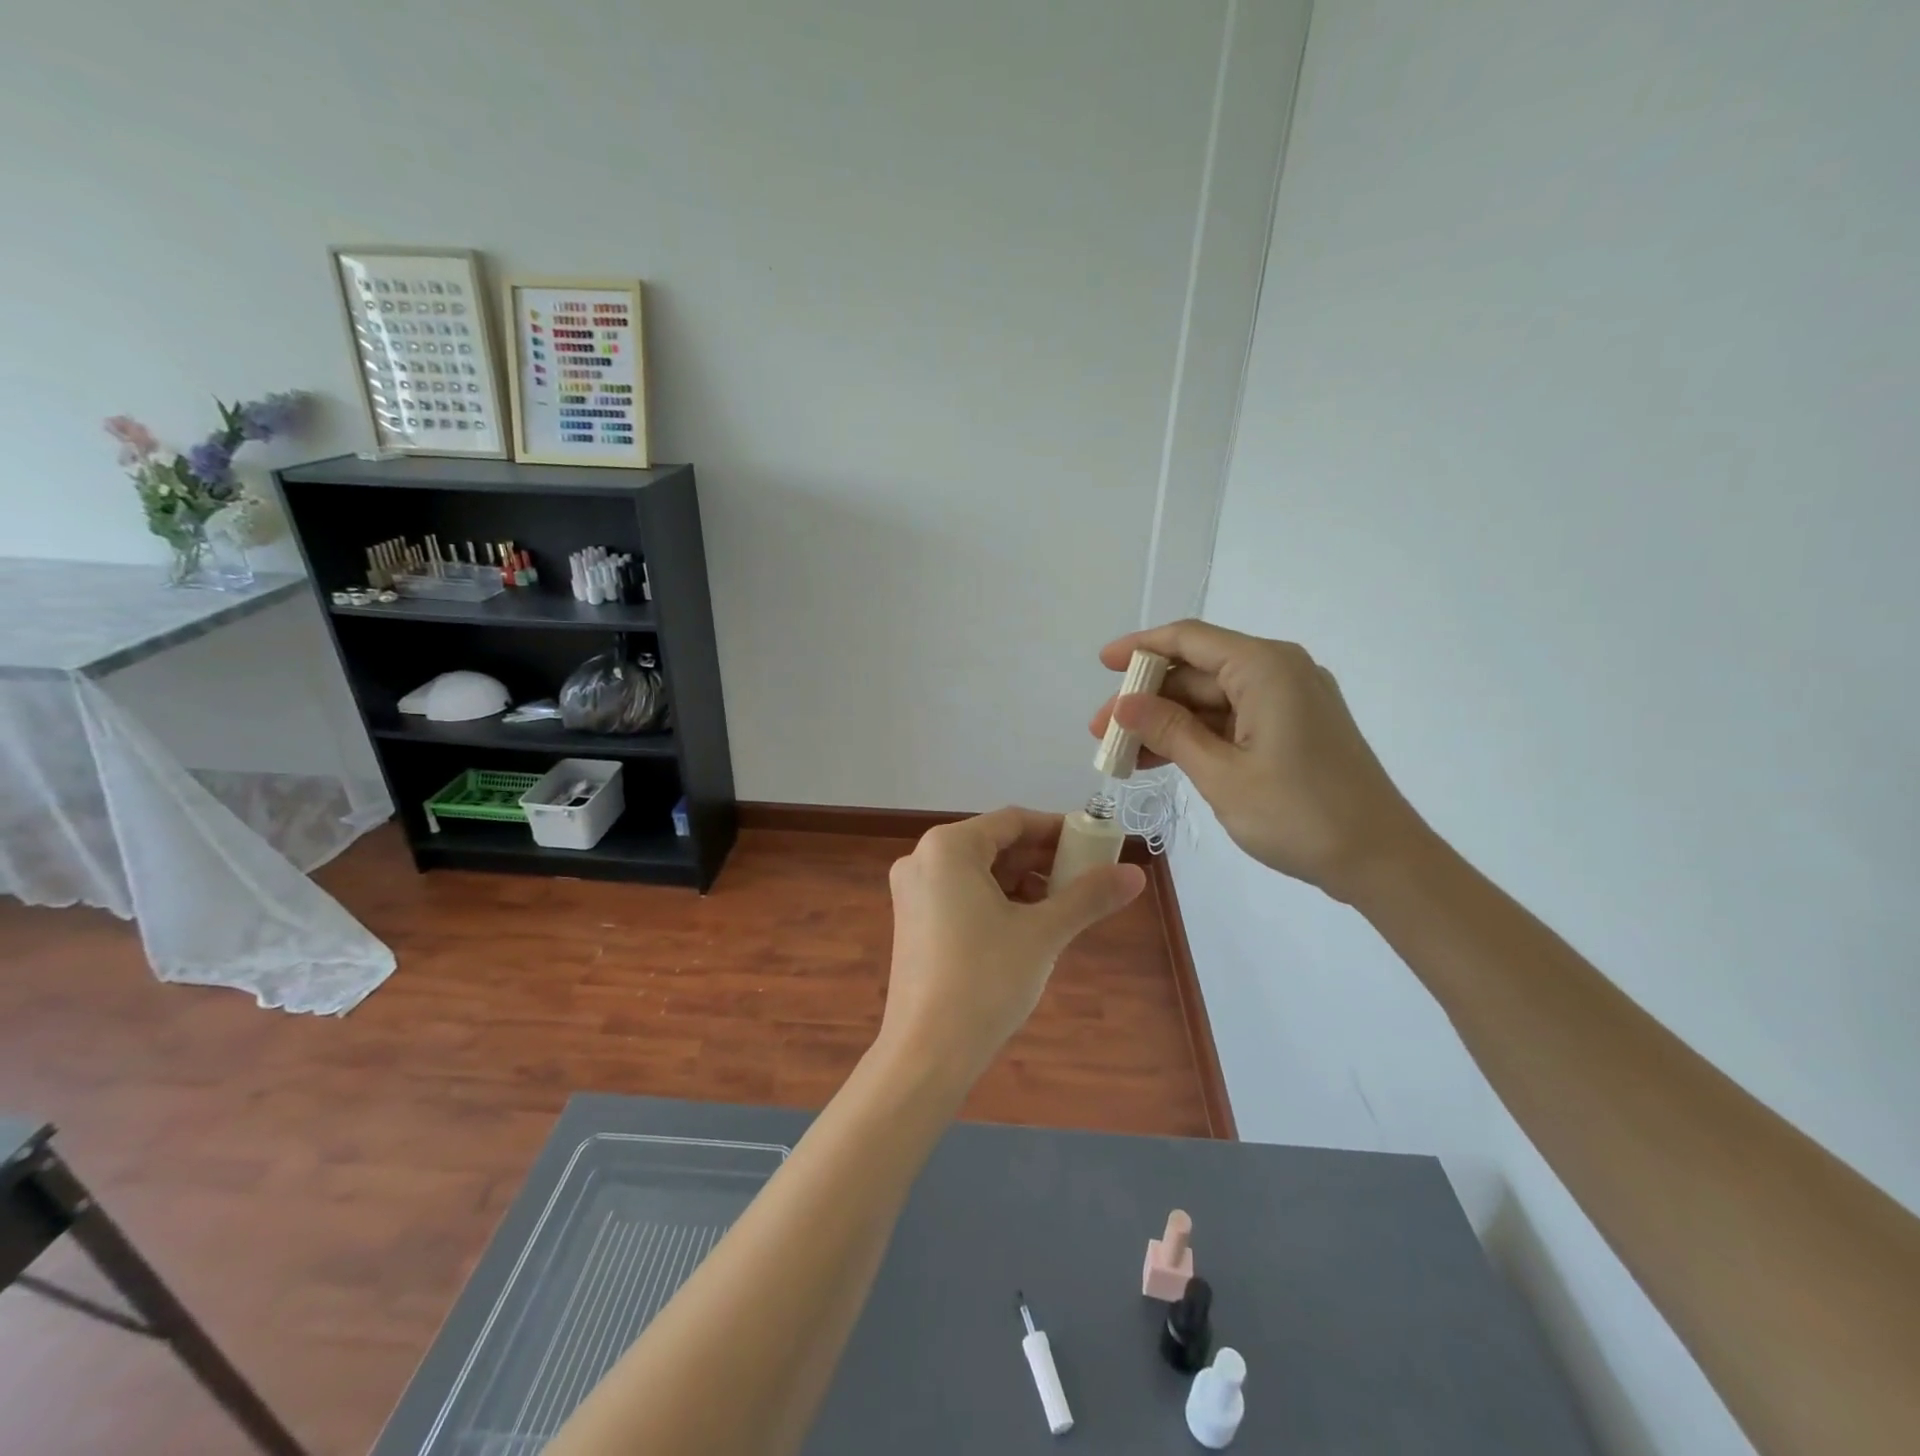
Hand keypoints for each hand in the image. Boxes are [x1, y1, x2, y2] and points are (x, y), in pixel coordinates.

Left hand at [881, 808, 1144, 1082]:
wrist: (927, 1052)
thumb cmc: (985, 979)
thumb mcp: (1044, 933)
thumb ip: (1088, 896)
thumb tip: (1137, 874)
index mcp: (948, 847)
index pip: (1013, 821)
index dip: (1058, 829)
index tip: (1095, 844)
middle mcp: (923, 859)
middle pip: (995, 844)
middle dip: (1042, 859)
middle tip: (1086, 876)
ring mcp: (913, 892)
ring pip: (980, 872)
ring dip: (1023, 882)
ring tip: (1063, 905)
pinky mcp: (913, 921)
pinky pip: (962, 894)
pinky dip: (998, 901)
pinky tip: (1028, 925)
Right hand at [1089, 621, 1427, 901]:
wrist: (1381, 860)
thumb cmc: (1299, 814)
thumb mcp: (1221, 774)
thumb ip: (1170, 732)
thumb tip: (1124, 705)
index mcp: (1265, 668)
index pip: (1189, 639)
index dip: (1141, 648)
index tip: (1102, 665)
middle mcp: (1279, 671)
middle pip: (1197, 671)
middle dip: (1147, 698)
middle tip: (1103, 732)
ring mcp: (1289, 701)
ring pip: (1212, 698)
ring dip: (1167, 722)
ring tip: (1123, 753)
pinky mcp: (1294, 728)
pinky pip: (1233, 719)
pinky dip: (1197, 736)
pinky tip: (1161, 760)